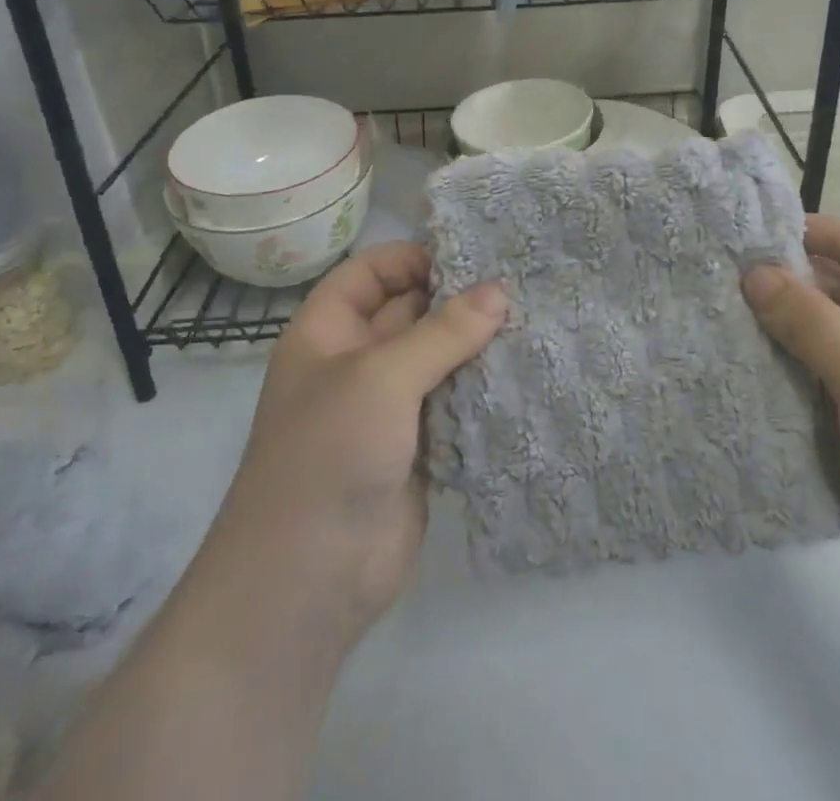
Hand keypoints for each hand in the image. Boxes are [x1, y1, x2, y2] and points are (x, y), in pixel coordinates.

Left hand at [215, 242, 505, 652]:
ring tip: (531, 318)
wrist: (308, 582)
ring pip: (437, 356)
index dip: (412, 258)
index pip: (370, 272)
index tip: (470, 257)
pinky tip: (524, 368)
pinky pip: (454, 400)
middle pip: (410, 311)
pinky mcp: (419, 444)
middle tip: (518, 282)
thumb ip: (442, 332)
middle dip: (457, 298)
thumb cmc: (327, 456)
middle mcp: (356, 361)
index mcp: (327, 333)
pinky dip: (482, 385)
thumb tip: (499, 291)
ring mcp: (388, 406)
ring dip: (476, 342)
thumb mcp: (381, 378)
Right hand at [742, 216, 839, 609]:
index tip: (767, 232)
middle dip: (797, 286)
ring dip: (788, 331)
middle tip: (733, 276)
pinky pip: (824, 384)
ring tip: (728, 314)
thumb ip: (807, 317)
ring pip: (832, 341)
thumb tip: (753, 273)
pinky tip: (745, 363)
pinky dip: (790, 373)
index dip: (828, 236)